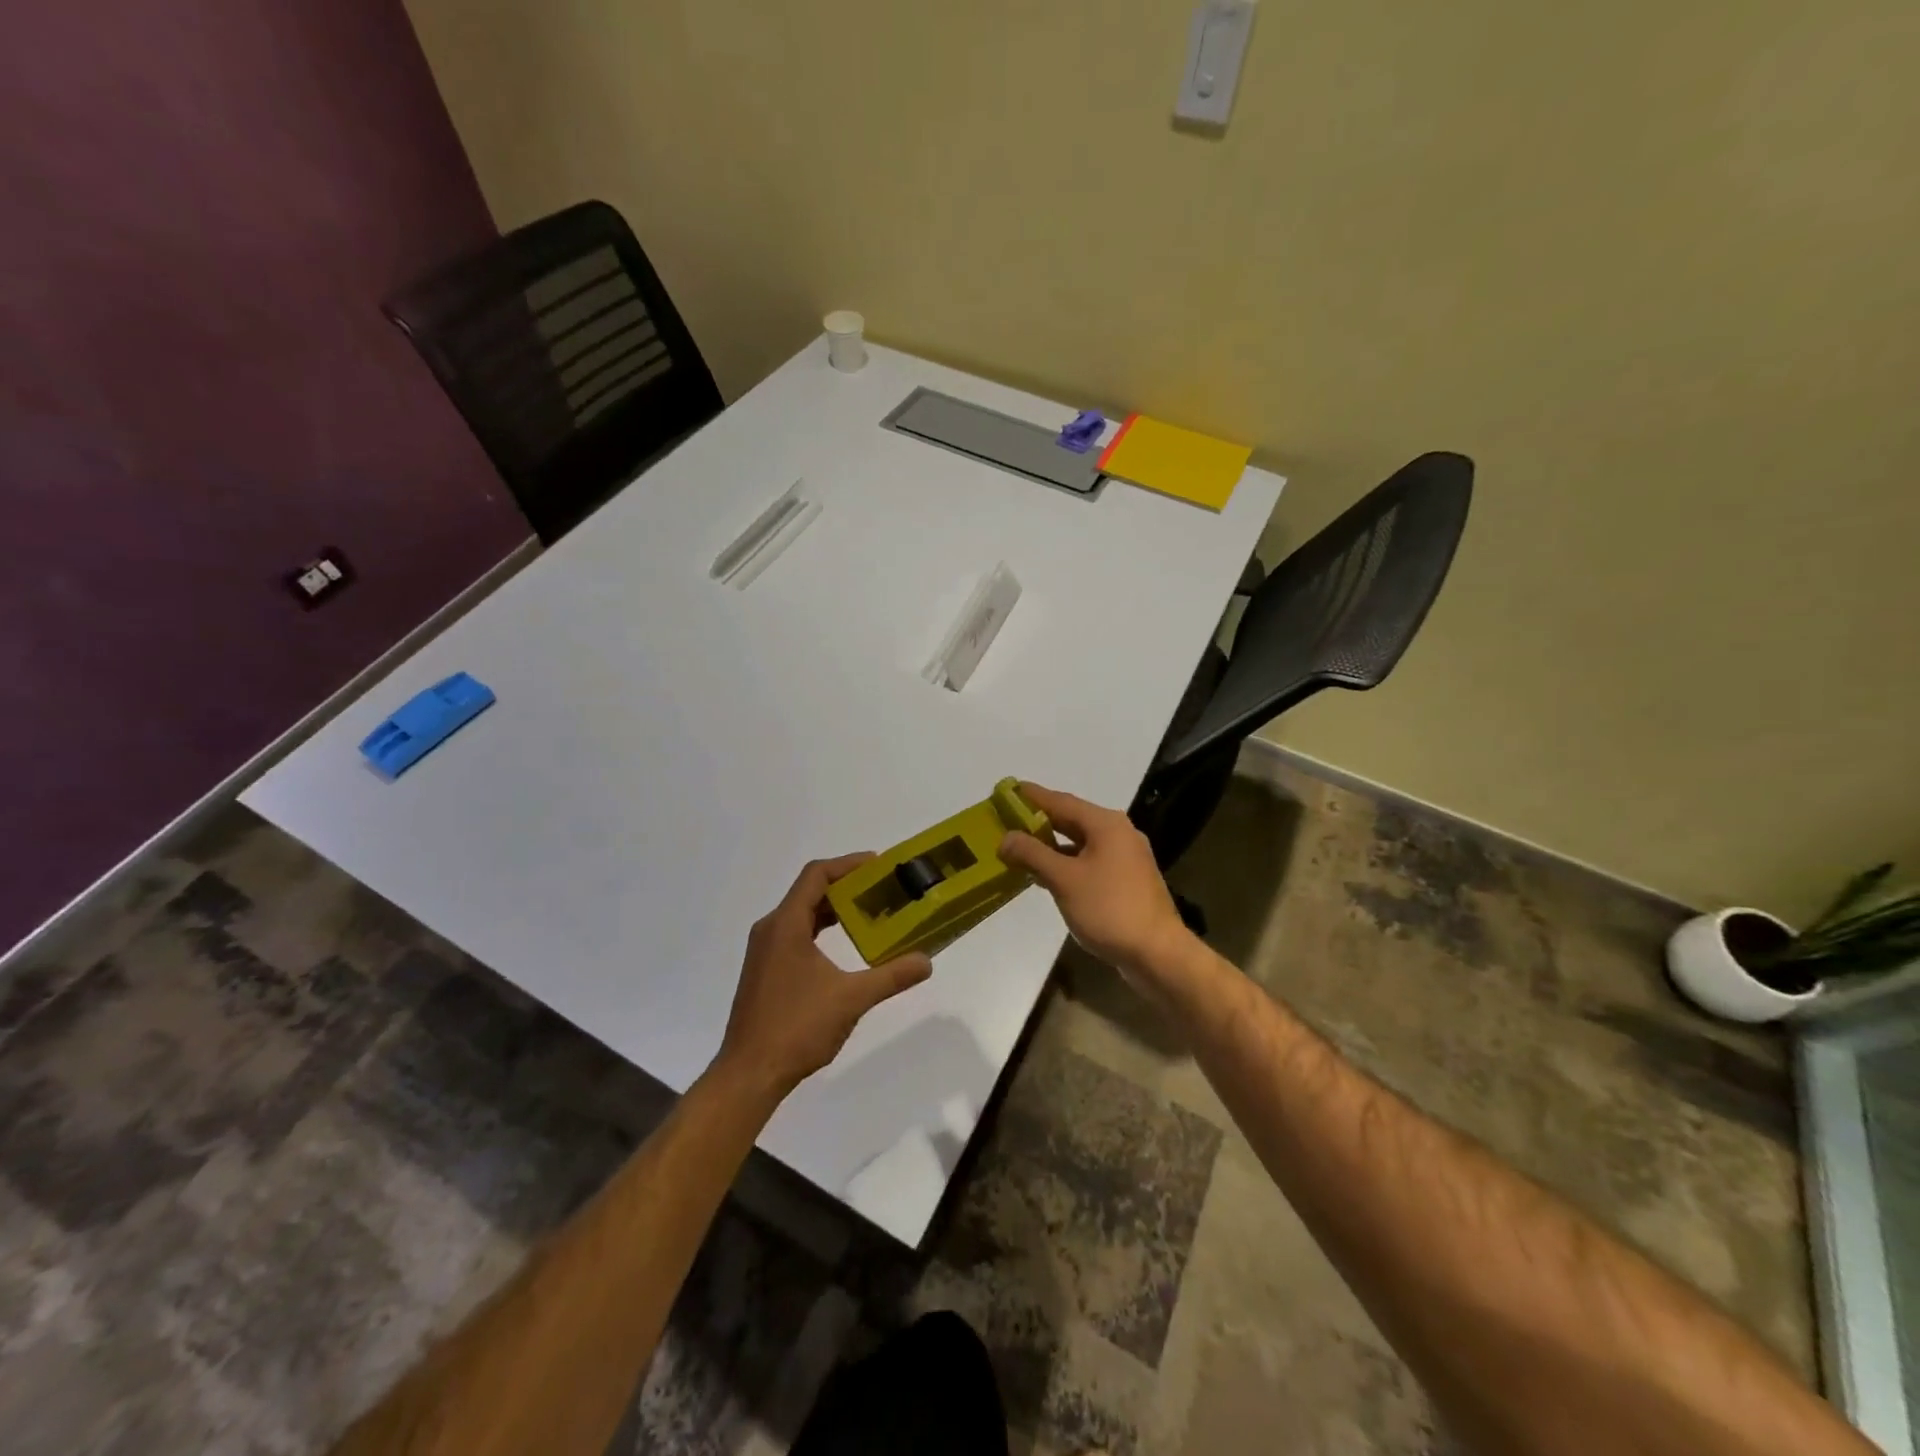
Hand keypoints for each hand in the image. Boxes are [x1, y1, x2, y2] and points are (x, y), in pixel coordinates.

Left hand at [713, 854, 933, 1099]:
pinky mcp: (765, 972)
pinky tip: (844, 948)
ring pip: (802, 915)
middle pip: (809, 892)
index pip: (816, 875)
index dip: (848, 865)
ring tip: (869, 914)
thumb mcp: (851, 998)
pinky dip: (821, 931)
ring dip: (834, 911)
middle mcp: (771, 930)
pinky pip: (795, 935)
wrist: (749, 1074)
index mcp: (786, 924)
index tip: (879, 865)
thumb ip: (891, 976)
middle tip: (882, 890)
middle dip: (846, 888)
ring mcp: (764, 952)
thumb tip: (926, 961)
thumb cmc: (797, 1027)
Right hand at [999, 783, 1193, 981]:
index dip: (1031, 796)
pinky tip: (1047, 876)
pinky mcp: (1127, 881)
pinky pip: (1090, 861)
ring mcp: (1126, 857)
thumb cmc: (1109, 909)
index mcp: (1105, 824)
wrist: (1158, 953)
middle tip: (1007, 820)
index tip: (1007, 790)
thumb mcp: (1064, 880)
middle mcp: (1118, 833)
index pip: (1060, 801)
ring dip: (1051, 845)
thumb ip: (1032, 854)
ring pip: (1081, 842)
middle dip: (1038, 821)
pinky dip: (1066, 863)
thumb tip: (1005, 838)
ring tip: (1019, 849)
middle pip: (1071, 819)